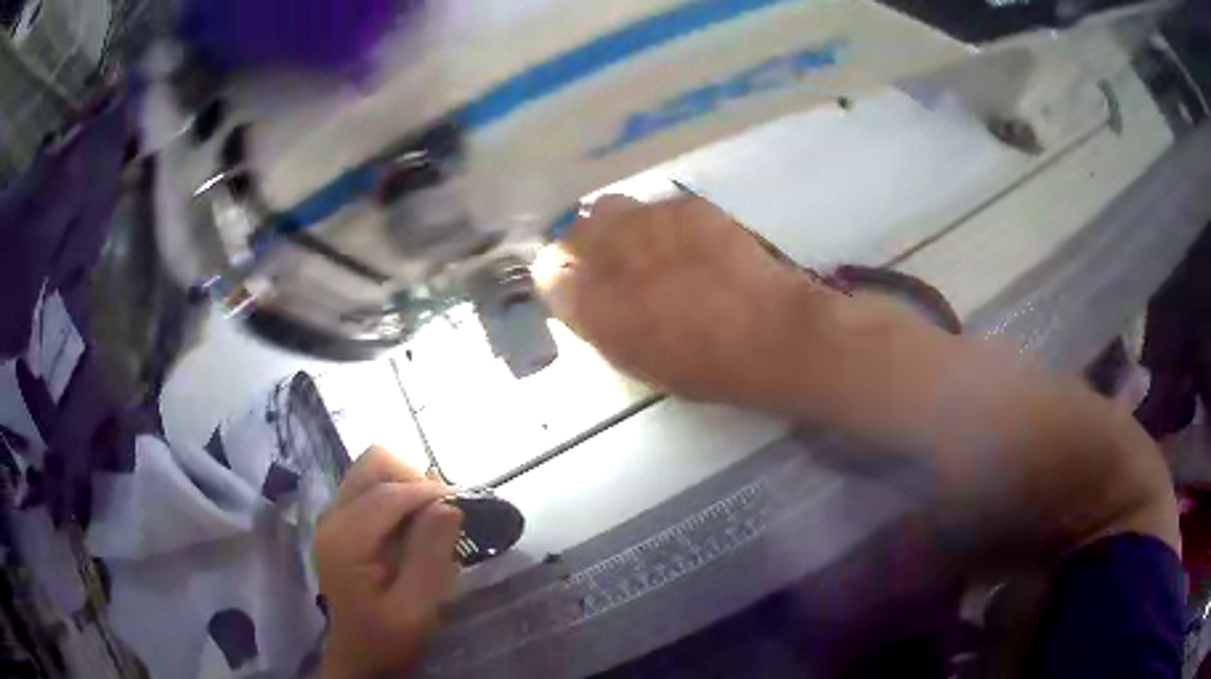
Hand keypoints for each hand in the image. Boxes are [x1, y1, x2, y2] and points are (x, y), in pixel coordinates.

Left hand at [316, 447, 462, 678]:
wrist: (358, 653)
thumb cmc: (387, 637)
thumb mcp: (416, 608)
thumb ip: (430, 556)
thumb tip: (449, 505)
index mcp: (345, 539)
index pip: (388, 493)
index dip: (429, 492)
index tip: (465, 503)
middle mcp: (332, 516)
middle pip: (374, 464)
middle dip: (415, 479)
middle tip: (443, 512)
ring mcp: (334, 515)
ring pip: (373, 469)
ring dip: (407, 484)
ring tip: (432, 516)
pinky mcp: (342, 520)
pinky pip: (372, 486)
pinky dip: (399, 494)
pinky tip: (415, 524)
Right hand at [534, 194, 835, 408]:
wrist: (769, 333)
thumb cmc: (704, 366)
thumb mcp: (636, 359)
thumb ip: (599, 322)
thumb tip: (583, 297)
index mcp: (590, 302)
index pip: (547, 270)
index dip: (562, 277)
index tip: (580, 285)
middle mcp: (607, 253)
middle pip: (574, 230)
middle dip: (586, 244)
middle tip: (615, 263)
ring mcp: (645, 221)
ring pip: (611, 208)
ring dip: (620, 226)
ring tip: (651, 247)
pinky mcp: (684, 205)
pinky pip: (656, 206)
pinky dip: (661, 223)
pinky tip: (690, 243)